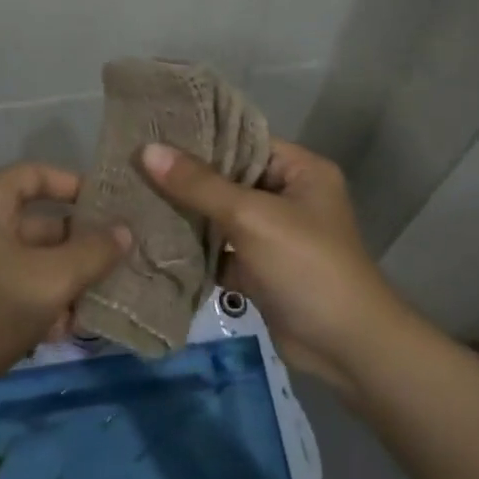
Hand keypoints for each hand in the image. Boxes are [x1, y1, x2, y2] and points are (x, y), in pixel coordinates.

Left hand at [0, 162, 130, 390]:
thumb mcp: (50, 278)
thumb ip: (93, 252)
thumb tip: (125, 231)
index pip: (35, 175)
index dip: (73, 184)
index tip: (111, 204)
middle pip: (41, 223)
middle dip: (81, 243)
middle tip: (124, 256)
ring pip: (37, 262)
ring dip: (70, 279)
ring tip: (108, 295)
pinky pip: (24, 290)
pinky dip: (48, 304)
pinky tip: (72, 328)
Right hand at [139, 140, 404, 393]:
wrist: (347, 349)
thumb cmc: (306, 266)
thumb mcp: (251, 217)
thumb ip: (199, 184)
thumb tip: (147, 150)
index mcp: (299, 170)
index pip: (243, 140)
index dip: (199, 135)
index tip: (151, 130)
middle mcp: (287, 196)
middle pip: (227, 178)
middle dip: (184, 177)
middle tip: (132, 163)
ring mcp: (273, 235)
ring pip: (220, 215)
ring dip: (185, 213)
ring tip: (133, 195)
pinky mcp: (259, 270)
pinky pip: (219, 249)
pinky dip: (193, 248)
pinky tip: (151, 238)